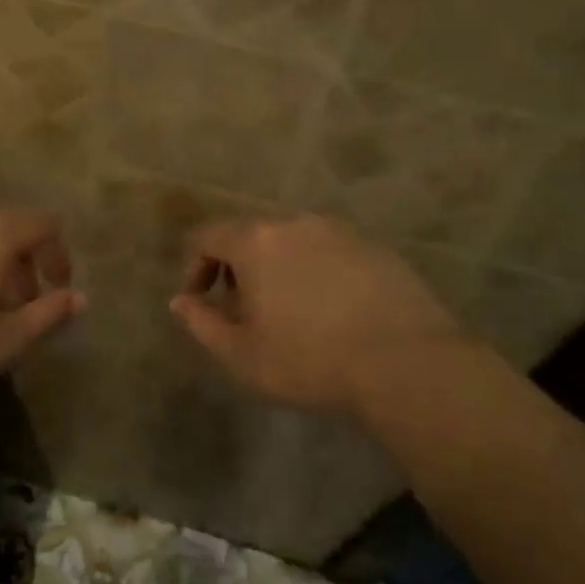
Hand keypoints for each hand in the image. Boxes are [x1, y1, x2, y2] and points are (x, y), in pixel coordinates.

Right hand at [171, 214, 461, 416]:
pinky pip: (329, 252)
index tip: (202, 301)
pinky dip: (317, 272)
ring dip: (279, 270)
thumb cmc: (310, 359)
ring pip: (292, 242)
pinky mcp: (373, 246)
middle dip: (239, 270)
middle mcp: (295, 223)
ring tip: (291, 314)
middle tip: (247, 314)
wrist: (404, 360)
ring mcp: (339, 231)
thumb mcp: (243, 354)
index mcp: (256, 241)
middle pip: (251, 236)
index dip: (196, 266)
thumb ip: (203, 323)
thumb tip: (180, 301)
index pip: (208, 236)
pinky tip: (333, 312)